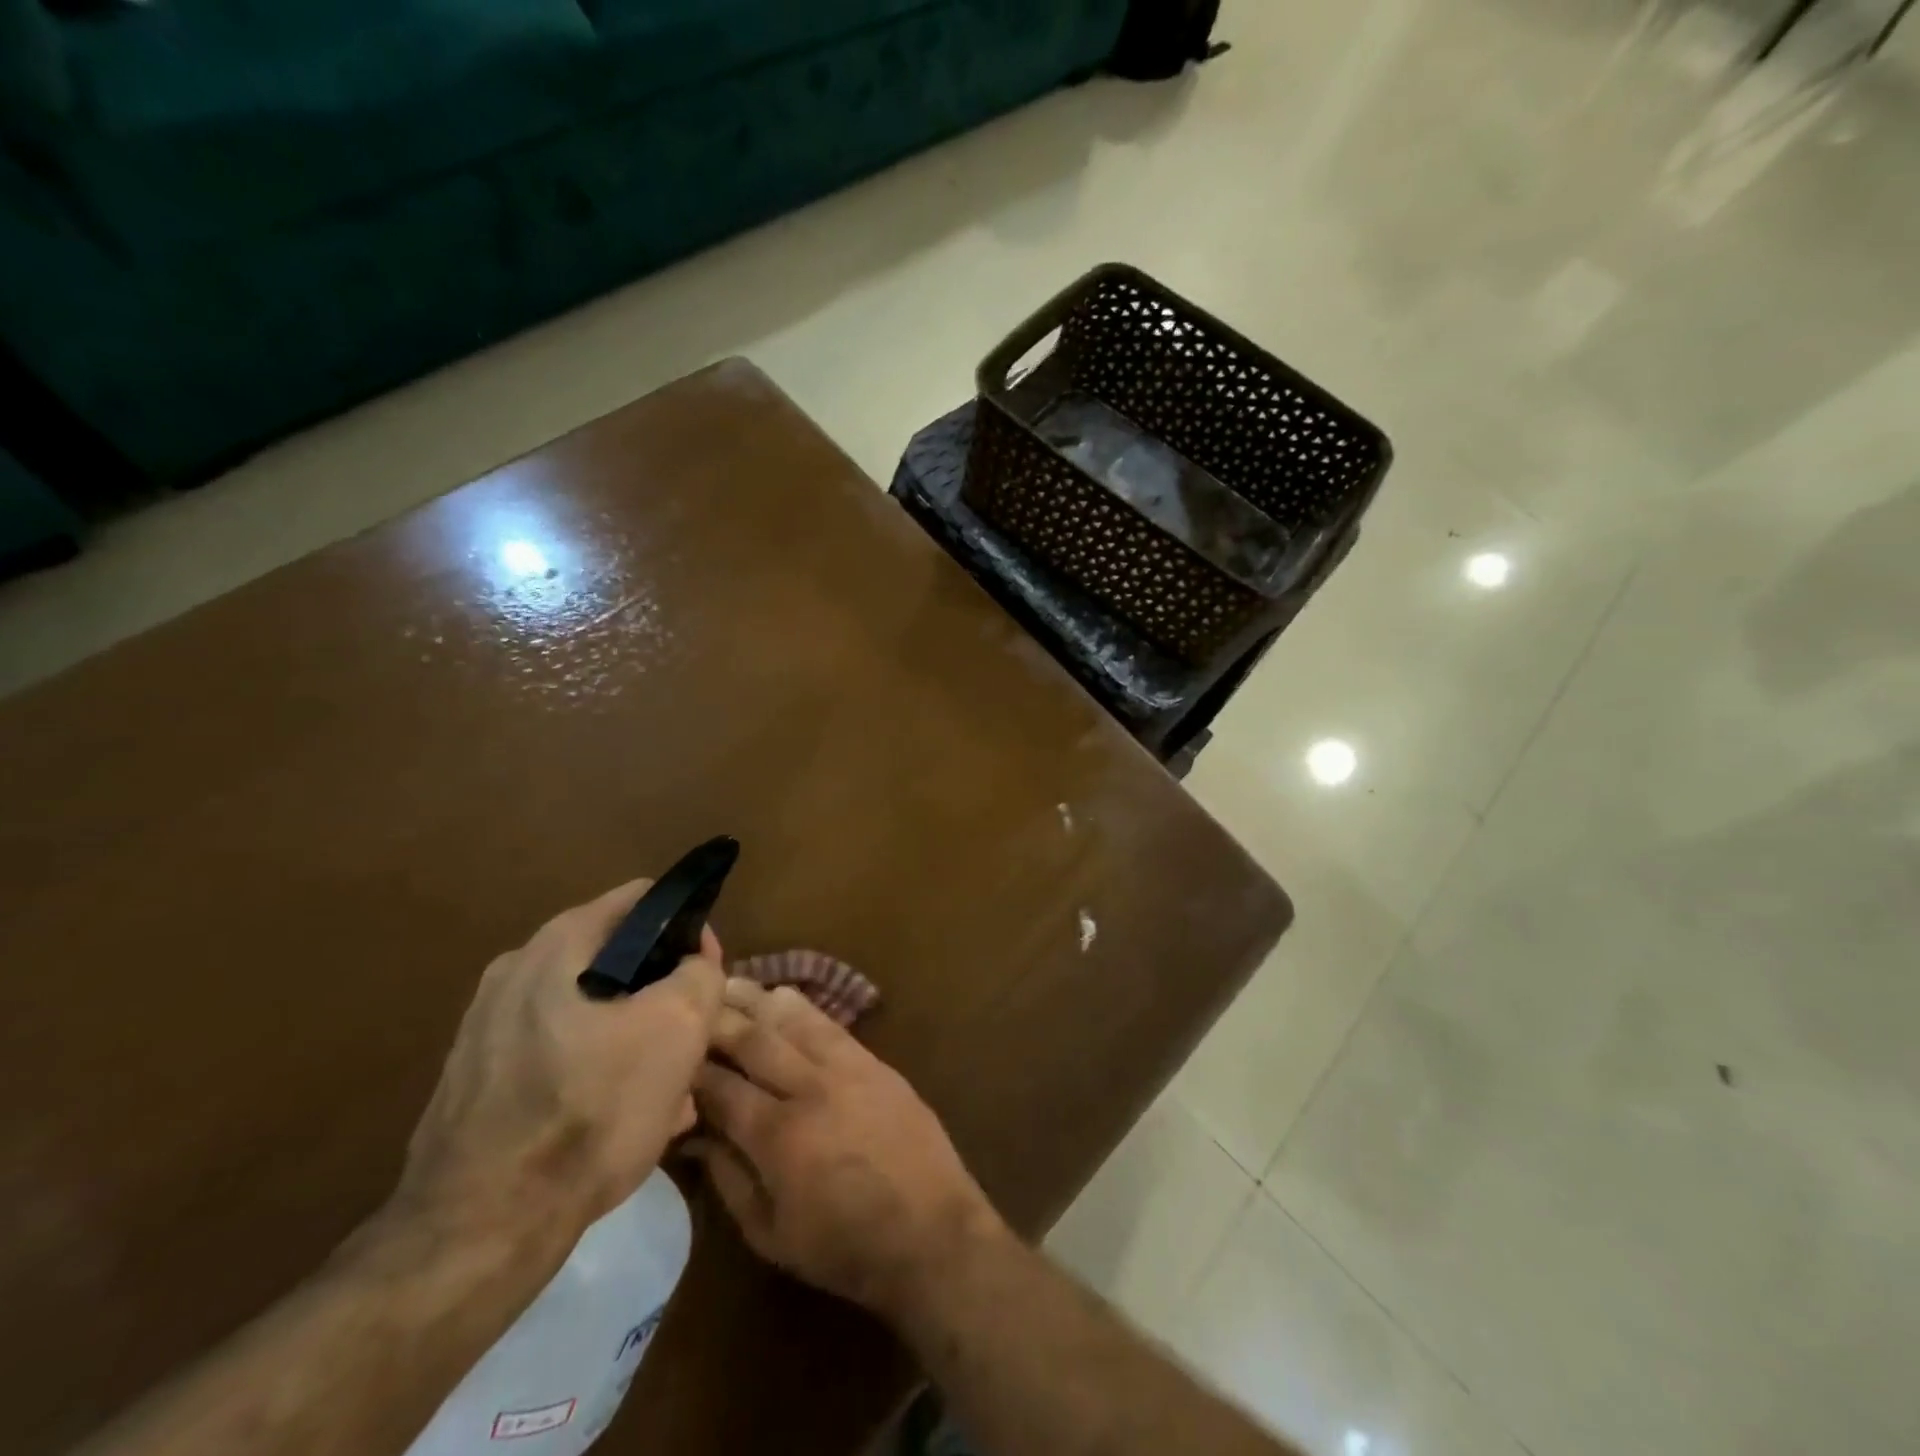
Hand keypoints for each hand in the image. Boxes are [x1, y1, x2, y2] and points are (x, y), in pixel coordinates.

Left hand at [394, 879, 726, 1244]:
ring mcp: (489, 1028)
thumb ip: (700, 974)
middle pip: (618, 960)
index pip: (643, 900)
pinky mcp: (478, 1081)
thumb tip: (693, 963)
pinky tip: (621, 1120)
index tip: (707, 974)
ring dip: (636, 1039)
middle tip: (691, 1039)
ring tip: (667, 1093)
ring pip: (592, 1013)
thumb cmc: (591, 1108)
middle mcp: (516, 972)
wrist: (480, 1230)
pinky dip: (597, 1072)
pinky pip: (559, 1055)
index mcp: (558, 945)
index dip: (687, 928)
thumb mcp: (679, 1027)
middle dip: (663, 995)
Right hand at [689, 980, 1003, 1319]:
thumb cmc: (845, 1248)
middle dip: (718, 1020)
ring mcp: (846, 1069)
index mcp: (777, 1136)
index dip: (692, 1070)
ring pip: (792, 1021)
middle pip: (754, 1041)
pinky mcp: (874, 1062)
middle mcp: (808, 1089)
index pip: (722, 1088)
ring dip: (757, 999)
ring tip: (728, 982)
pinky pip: (830, 1025)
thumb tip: (697, 1137)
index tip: (671, 1056)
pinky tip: (783, 994)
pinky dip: (802, 1007)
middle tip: (691, 1003)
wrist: (931, 1232)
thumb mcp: (771, 1235)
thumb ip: (728, 1180)